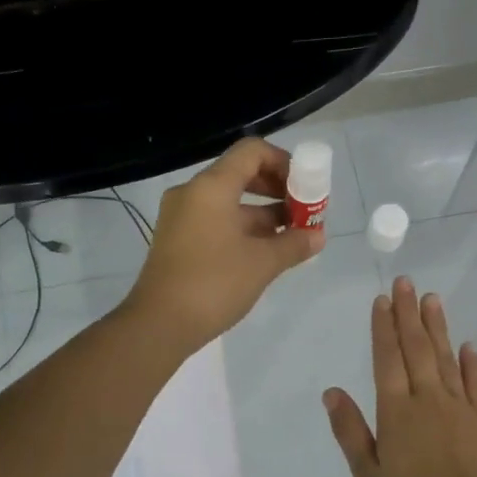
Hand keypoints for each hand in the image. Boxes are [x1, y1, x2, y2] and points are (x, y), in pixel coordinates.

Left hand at [124, 137, 324, 352]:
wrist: (159, 324)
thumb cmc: (213, 284)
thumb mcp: (262, 263)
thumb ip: (293, 244)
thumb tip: (317, 236)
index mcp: (211, 187)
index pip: (252, 152)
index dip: (284, 163)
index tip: (305, 188)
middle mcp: (193, 194)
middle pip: (241, 175)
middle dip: (277, 190)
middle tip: (303, 212)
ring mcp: (181, 218)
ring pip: (230, 202)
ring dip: (263, 214)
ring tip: (292, 237)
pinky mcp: (178, 241)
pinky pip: (216, 222)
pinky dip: (243, 229)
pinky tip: (266, 252)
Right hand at [323, 277, 476, 476]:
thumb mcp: (368, 475)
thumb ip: (350, 431)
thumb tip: (332, 392)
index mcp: (396, 412)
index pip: (387, 359)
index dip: (383, 328)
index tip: (382, 300)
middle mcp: (428, 400)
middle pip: (416, 348)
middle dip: (408, 314)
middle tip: (406, 283)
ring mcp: (461, 407)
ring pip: (446, 358)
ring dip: (438, 327)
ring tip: (432, 299)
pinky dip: (471, 363)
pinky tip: (468, 346)